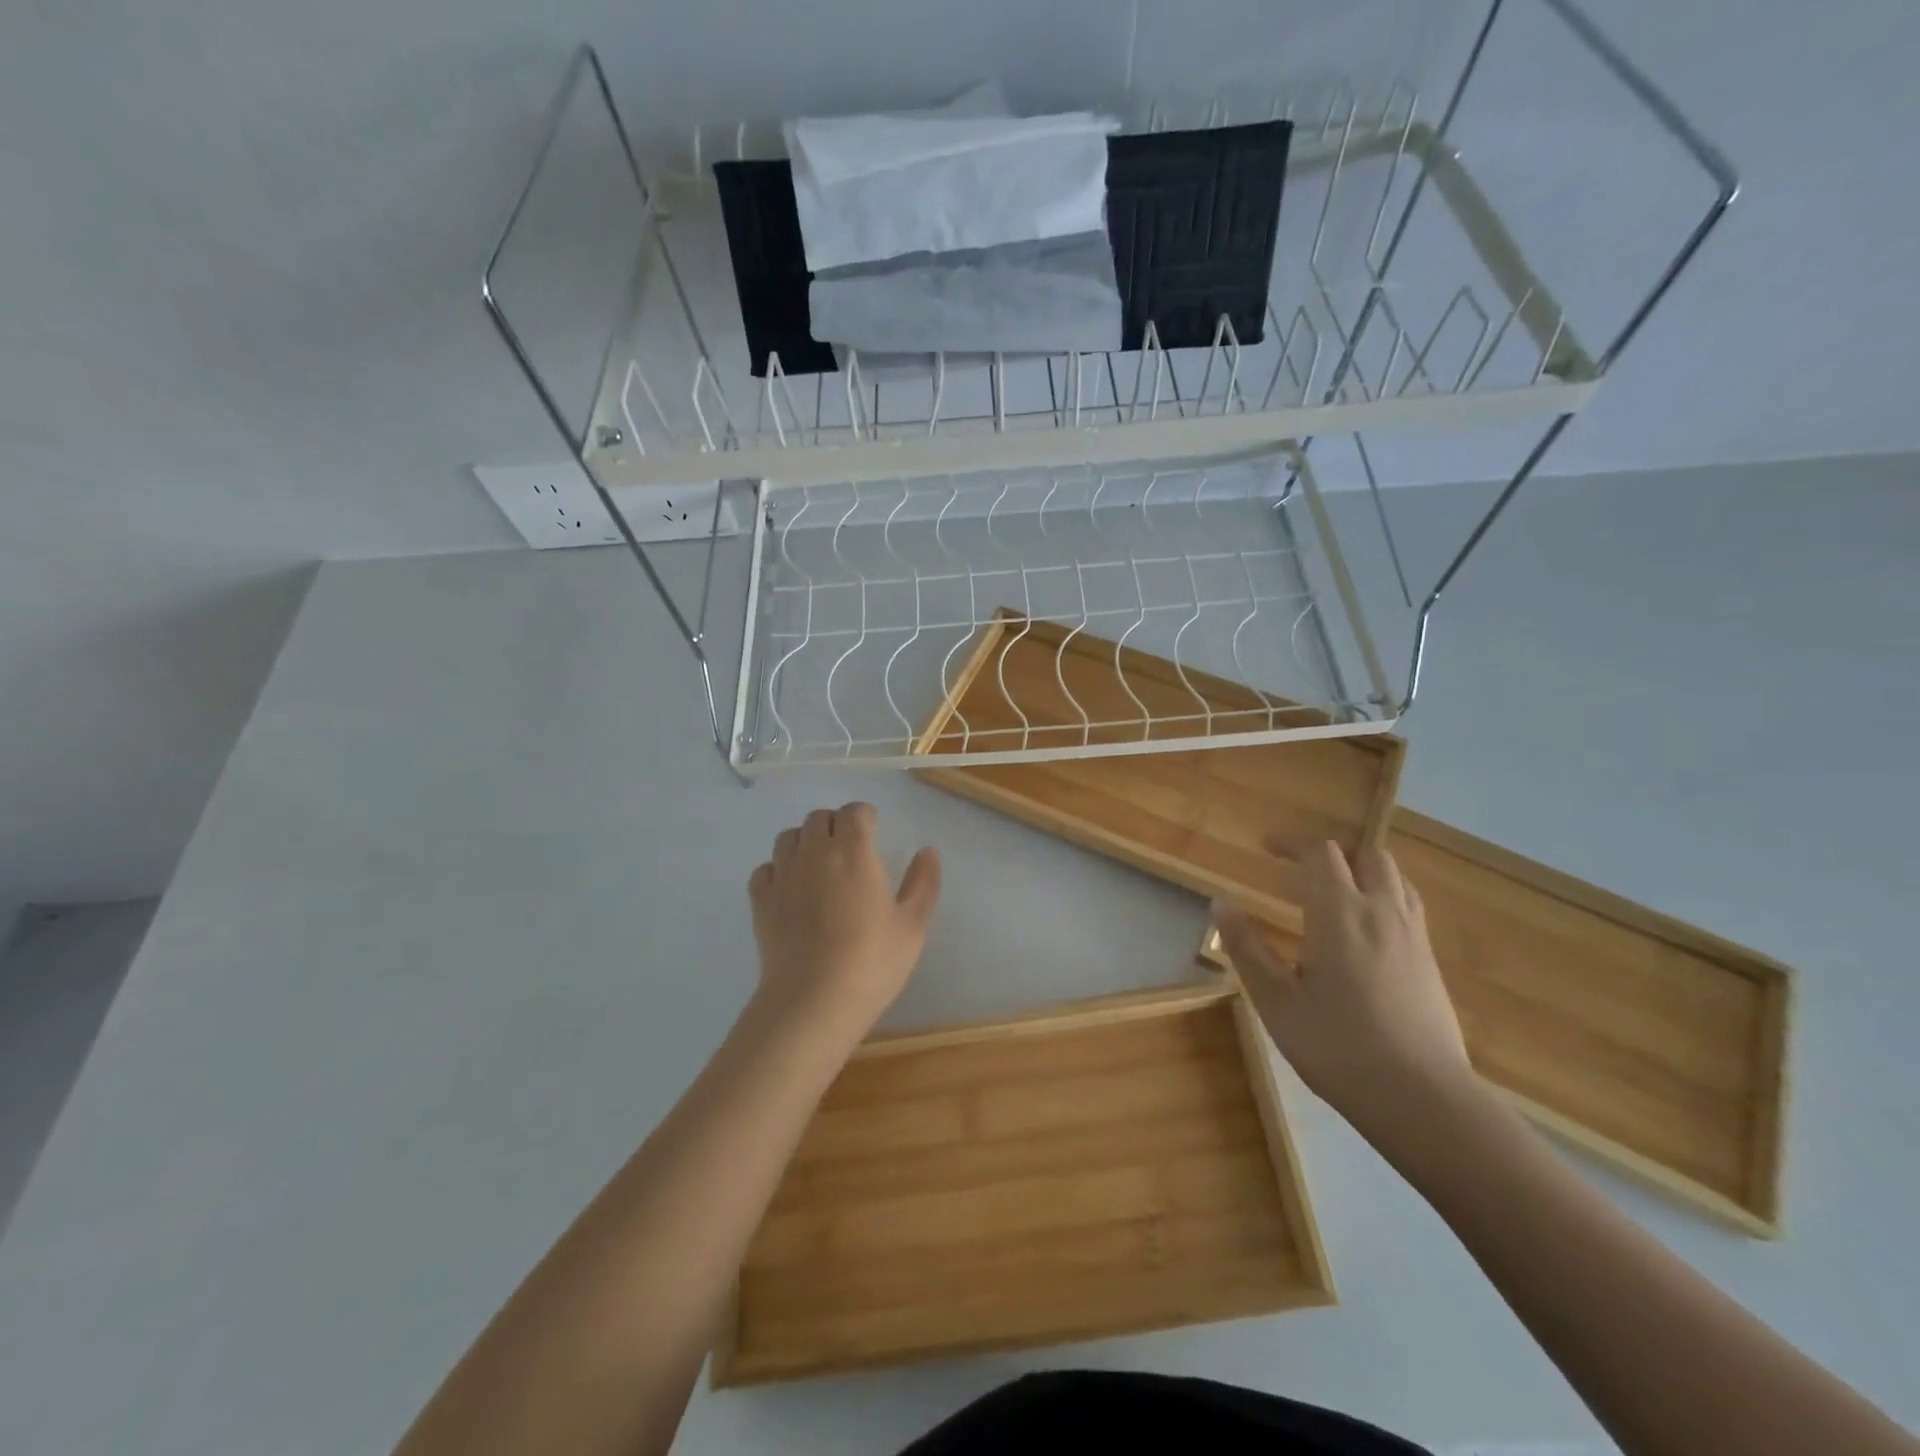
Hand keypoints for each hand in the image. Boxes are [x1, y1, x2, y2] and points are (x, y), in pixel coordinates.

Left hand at [746, 803, 941, 1043]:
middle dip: (835, 825)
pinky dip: (778, 870)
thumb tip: (928, 851)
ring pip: (788, 836)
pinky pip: (766, 868)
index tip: (874, 834)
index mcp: (854, 851)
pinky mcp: (760, 900)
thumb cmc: (871, 961)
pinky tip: (790, 891)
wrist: (813, 1002)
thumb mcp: (912, 925)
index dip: (865, 817)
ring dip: (805, 842)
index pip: (855, 812)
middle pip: (819, 817)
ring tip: (819, 867)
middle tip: (849, 851)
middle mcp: (815, 852)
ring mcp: (783, 874)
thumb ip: (923, 882)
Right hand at [1217, 837, 1473, 1135]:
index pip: (1321, 853)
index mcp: (1340, 913)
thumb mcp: (1276, 1000)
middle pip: (1367, 855)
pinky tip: (1366, 928)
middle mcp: (1381, 912)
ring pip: (1394, 877)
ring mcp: (1413, 936)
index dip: (1292, 843)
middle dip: (1332, 852)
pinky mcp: (1430, 961)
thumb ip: (1247, 947)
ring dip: (1363, 869)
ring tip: (1335, 889)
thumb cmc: (1337, 1046)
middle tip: (1301, 867)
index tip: (1267, 847)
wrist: (1422, 1099)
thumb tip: (1221, 903)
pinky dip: (1383, 894)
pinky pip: (1408, 905)